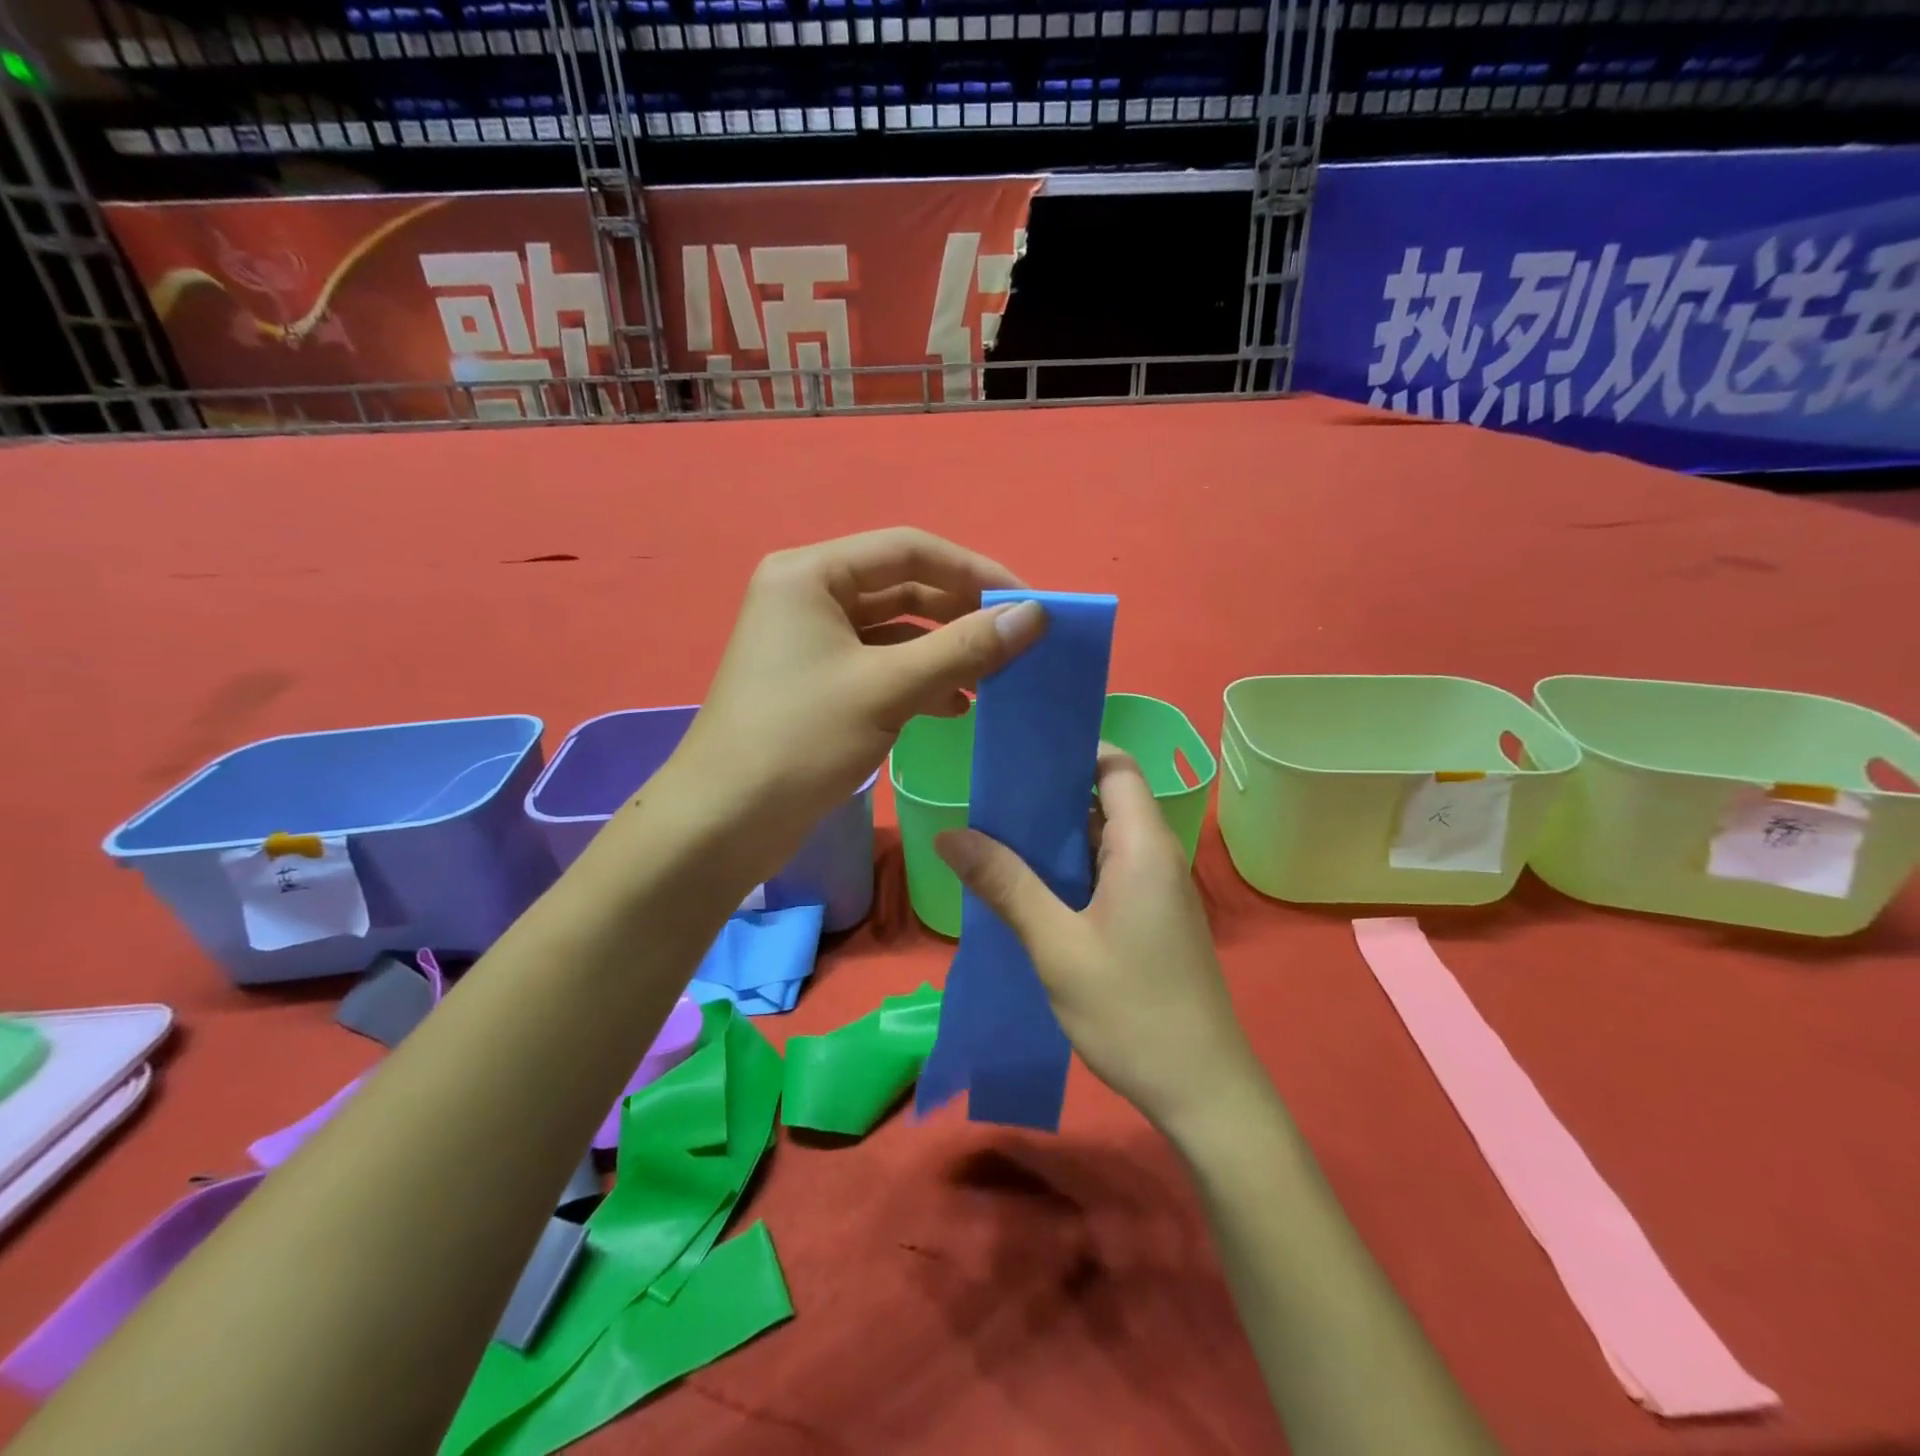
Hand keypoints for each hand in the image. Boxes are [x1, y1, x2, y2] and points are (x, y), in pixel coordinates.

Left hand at [671, 528, 1047, 877]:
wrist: (724, 822)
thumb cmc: (801, 740)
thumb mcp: (889, 688)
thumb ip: (965, 647)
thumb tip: (1035, 615)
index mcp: (811, 574)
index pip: (910, 549)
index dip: (974, 571)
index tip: (1029, 603)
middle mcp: (807, 596)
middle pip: (902, 587)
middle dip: (960, 614)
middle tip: (1016, 642)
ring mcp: (810, 641)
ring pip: (894, 631)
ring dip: (944, 652)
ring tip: (993, 679)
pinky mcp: (816, 682)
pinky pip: (879, 665)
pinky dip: (918, 680)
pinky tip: (955, 707)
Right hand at [934, 746, 1263, 1141]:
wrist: (1201, 1091)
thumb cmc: (1131, 1010)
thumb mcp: (1057, 945)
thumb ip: (1006, 884)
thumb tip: (950, 834)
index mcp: (1143, 845)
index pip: (1115, 766)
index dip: (1073, 750)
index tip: (1019, 754)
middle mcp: (1155, 856)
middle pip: (1105, 799)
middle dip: (1049, 794)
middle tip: (989, 797)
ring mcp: (1155, 890)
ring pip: (1102, 840)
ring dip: (1055, 836)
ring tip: (995, 834)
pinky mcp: (1149, 920)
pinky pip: (1105, 874)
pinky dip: (1068, 869)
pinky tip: (1026, 886)